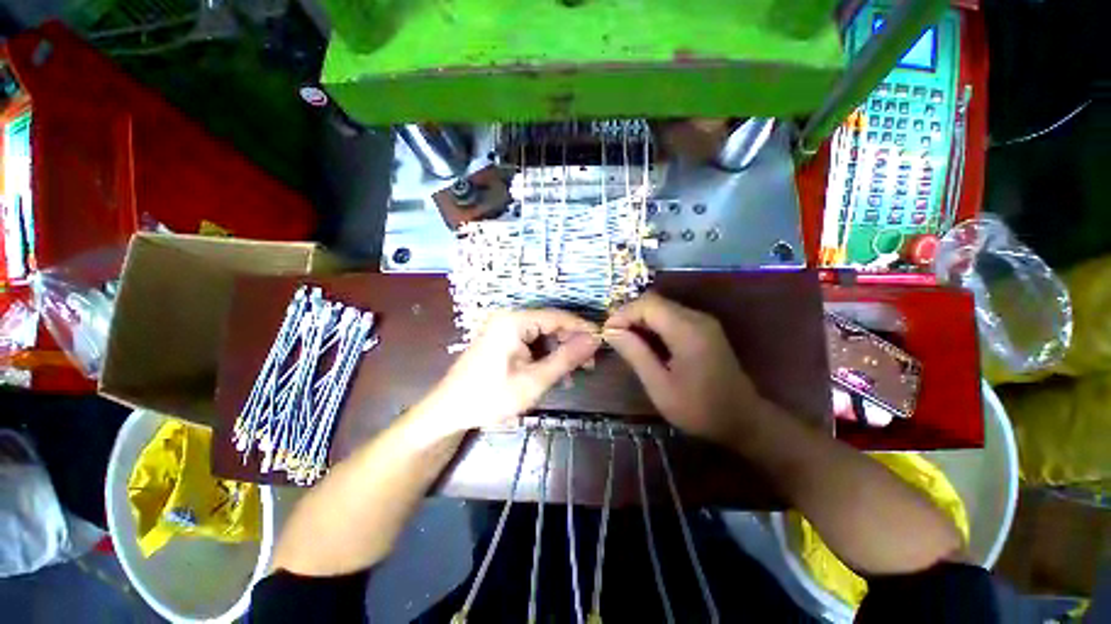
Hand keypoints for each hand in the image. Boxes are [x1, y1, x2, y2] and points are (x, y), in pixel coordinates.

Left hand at [417, 310, 600, 439]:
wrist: (449, 411)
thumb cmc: (490, 397)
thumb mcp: (534, 380)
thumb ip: (566, 358)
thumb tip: (595, 340)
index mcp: (514, 320)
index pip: (558, 317)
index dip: (582, 328)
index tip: (603, 342)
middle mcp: (509, 317)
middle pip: (550, 324)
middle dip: (570, 343)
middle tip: (589, 365)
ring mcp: (504, 327)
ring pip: (542, 334)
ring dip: (559, 352)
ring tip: (573, 375)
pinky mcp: (501, 339)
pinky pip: (530, 342)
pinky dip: (544, 356)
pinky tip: (554, 373)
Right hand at [604, 292, 765, 443]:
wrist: (744, 421)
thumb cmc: (699, 409)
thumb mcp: (660, 386)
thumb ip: (635, 354)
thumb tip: (610, 331)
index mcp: (688, 331)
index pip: (648, 304)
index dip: (623, 313)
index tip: (607, 333)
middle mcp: (697, 318)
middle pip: (654, 302)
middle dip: (629, 316)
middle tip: (614, 338)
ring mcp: (703, 322)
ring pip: (661, 307)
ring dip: (640, 320)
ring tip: (625, 341)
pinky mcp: (704, 329)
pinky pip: (671, 317)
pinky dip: (653, 325)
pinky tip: (646, 344)